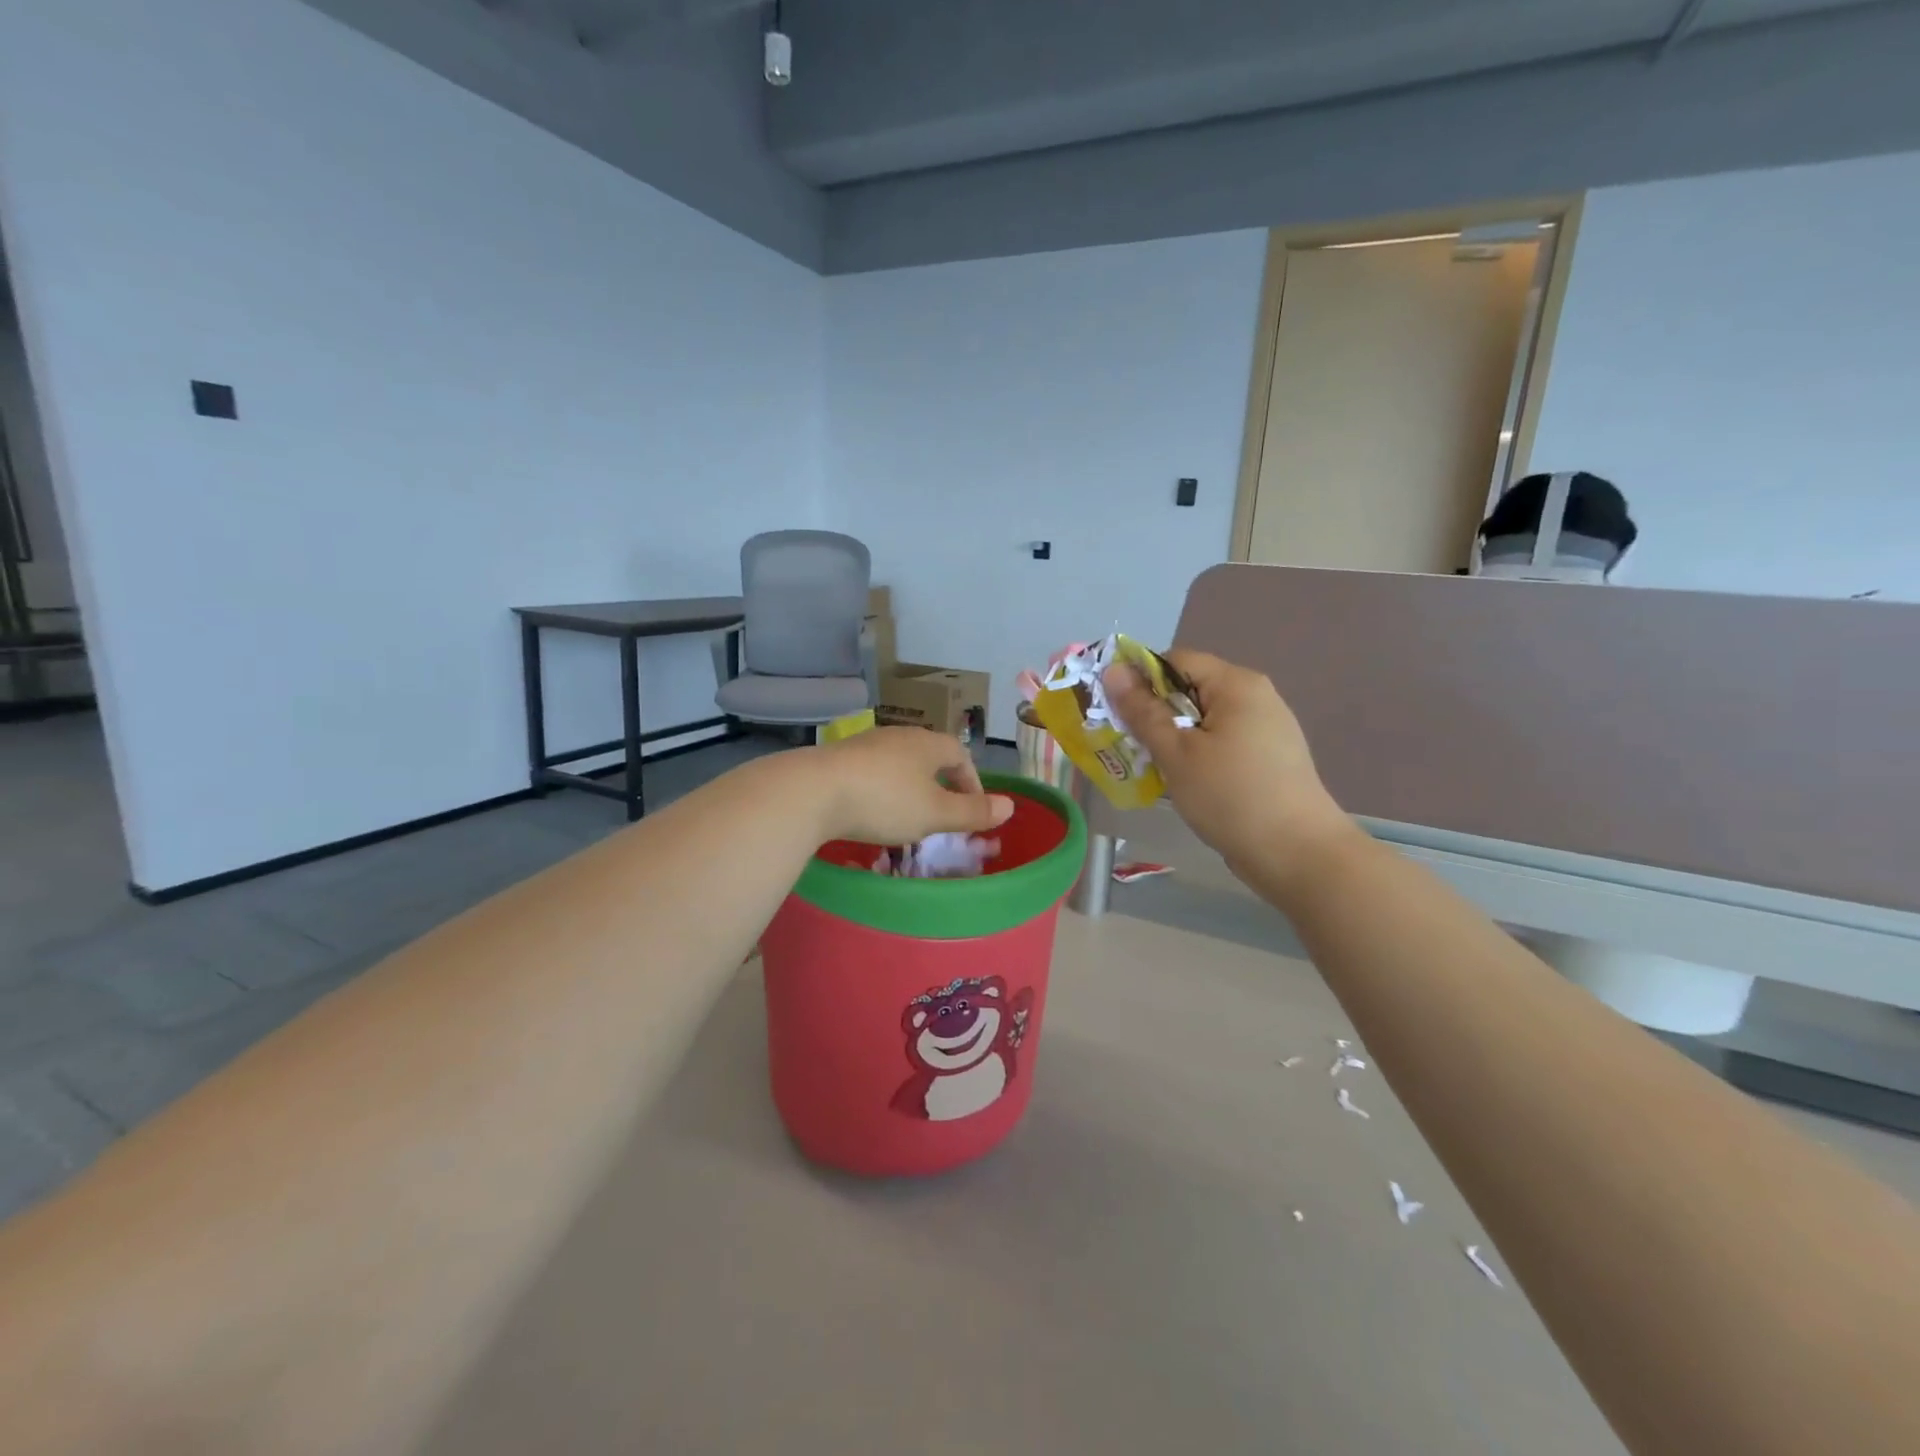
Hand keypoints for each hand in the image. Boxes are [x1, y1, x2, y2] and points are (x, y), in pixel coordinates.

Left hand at [810, 728, 1013, 845]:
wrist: (811, 791)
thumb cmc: (884, 801)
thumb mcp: (935, 814)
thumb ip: (973, 812)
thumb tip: (1011, 805)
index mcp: (928, 744)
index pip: (960, 755)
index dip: (971, 782)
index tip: (971, 810)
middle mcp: (899, 736)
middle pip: (929, 756)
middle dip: (939, 784)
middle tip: (941, 815)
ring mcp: (865, 744)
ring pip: (898, 764)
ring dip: (909, 787)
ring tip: (906, 816)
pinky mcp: (838, 758)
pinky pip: (871, 772)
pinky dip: (880, 790)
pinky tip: (870, 811)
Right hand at [1104, 650, 1353, 880]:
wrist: (1298, 854)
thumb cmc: (1231, 797)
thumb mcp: (1176, 753)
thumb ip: (1143, 711)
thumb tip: (1114, 671)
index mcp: (1236, 684)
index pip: (1176, 660)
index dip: (1142, 680)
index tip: (1118, 712)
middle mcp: (1256, 696)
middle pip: (1191, 688)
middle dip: (1157, 713)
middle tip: (1131, 745)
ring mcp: (1268, 727)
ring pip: (1205, 719)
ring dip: (1176, 738)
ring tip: (1155, 768)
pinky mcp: (1270, 757)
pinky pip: (1223, 741)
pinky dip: (1199, 754)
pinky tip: (1188, 783)